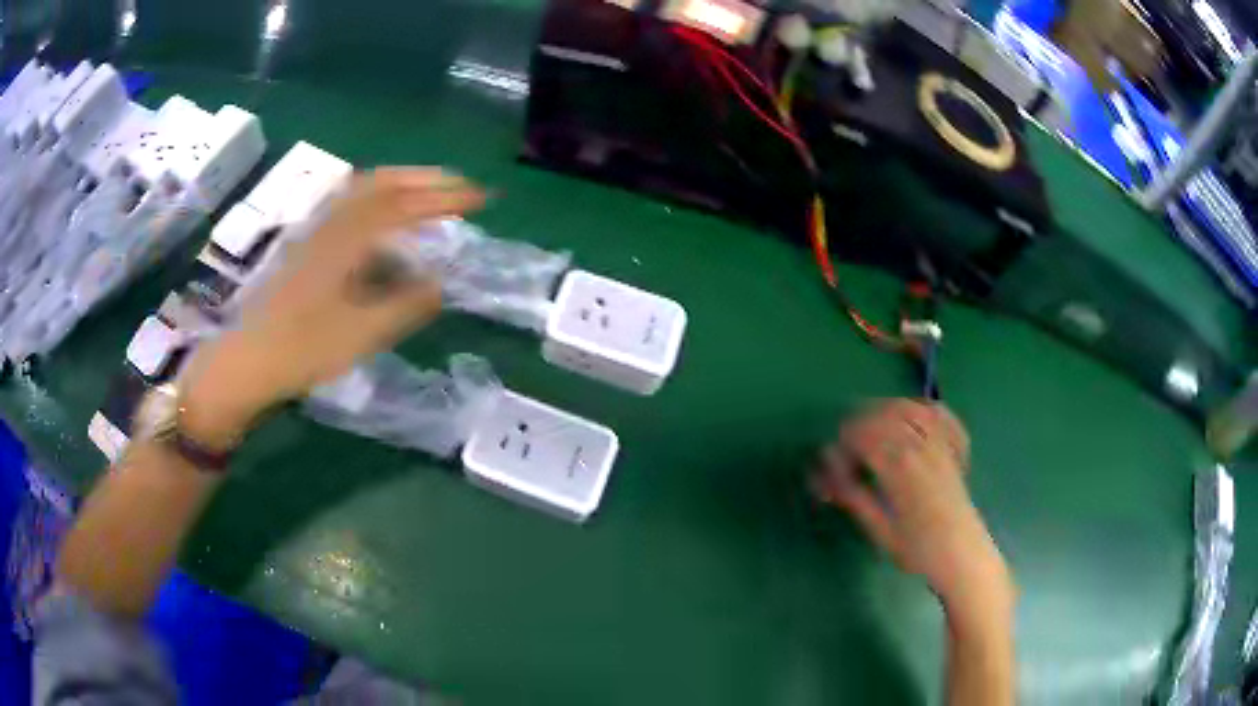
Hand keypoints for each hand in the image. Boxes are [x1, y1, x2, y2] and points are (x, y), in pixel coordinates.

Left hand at [179, 168, 484, 443]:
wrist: (251, 359)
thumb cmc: (305, 348)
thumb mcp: (363, 334)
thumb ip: (406, 305)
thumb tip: (441, 284)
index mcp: (349, 239)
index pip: (406, 205)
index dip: (447, 198)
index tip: (482, 199)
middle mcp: (333, 223)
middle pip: (384, 182)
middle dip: (427, 179)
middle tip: (461, 187)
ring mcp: (318, 231)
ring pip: (364, 189)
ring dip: (402, 182)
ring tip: (430, 192)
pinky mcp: (309, 244)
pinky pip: (350, 205)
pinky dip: (378, 199)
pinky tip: (385, 219)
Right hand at [814, 400, 1011, 619]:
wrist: (962, 554)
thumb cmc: (918, 550)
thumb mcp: (880, 531)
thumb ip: (854, 498)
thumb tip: (827, 474)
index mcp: (900, 469)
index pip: (862, 438)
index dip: (842, 445)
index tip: (831, 462)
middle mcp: (921, 447)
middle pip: (884, 416)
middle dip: (858, 423)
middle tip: (843, 443)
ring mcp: (940, 444)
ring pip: (909, 408)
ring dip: (884, 409)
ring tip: (869, 423)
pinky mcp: (952, 447)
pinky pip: (937, 413)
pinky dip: (919, 407)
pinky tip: (909, 414)